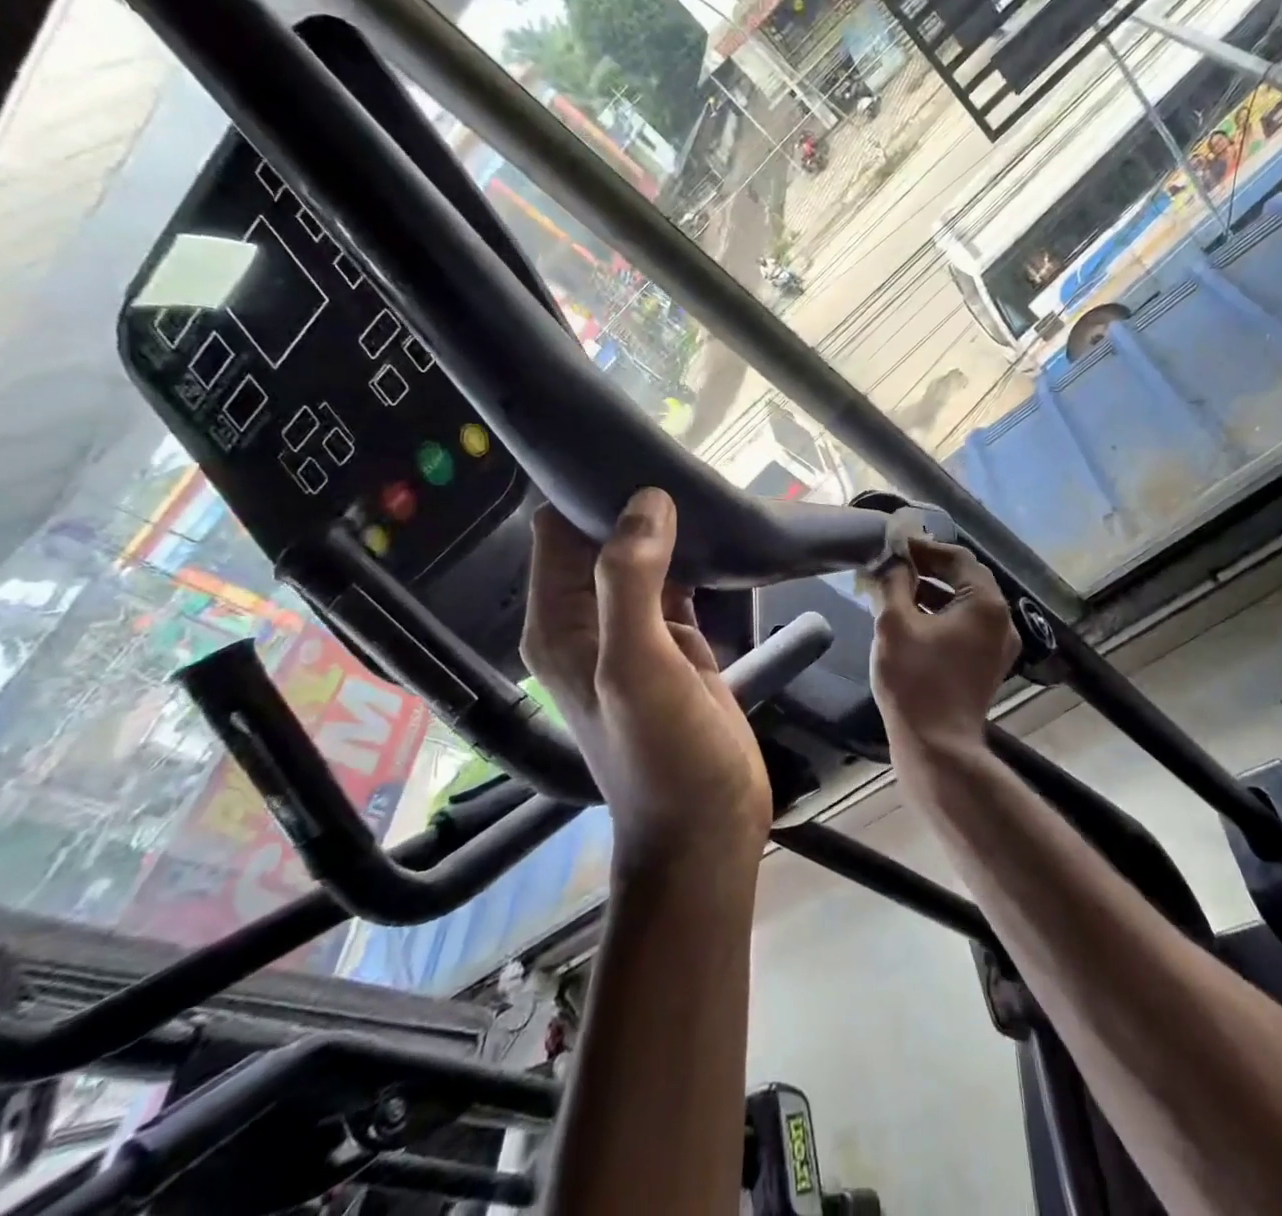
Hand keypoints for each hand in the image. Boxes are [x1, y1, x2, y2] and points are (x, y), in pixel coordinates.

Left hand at [522, 489, 771, 868]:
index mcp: (559, 621)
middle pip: (602, 539)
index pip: (558, 530)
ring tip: (708, 488)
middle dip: (636, 504)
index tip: (638, 454)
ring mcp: (636, 631)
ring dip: (669, 528)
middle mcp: (589, 619)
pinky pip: (679, 583)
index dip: (590, 491)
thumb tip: (647, 501)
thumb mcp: (638, 667)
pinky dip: (695, 559)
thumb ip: (632, 581)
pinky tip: (723, 534)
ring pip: (645, 557)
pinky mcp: (677, 643)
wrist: (708, 826)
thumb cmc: (664, 754)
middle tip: (688, 467)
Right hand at [865, 538, 1021, 770]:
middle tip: (894, 564)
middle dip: (929, 569)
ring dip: (933, 593)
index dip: (924, 548)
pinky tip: (911, 618)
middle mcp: (1001, 620)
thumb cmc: (915, 680)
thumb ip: (894, 582)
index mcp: (985, 603)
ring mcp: (998, 645)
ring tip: (896, 589)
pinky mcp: (988, 665)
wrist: (937, 746)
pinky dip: (941, 615)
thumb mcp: (894, 624)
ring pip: (965, 604)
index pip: (957, 558)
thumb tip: (893, 559)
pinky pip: (966, 626)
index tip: (895, 546)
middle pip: (965, 579)